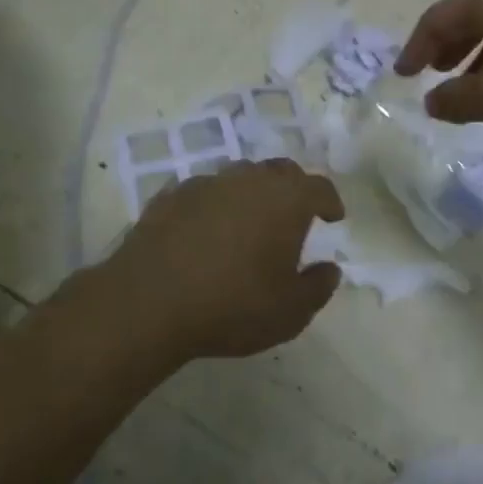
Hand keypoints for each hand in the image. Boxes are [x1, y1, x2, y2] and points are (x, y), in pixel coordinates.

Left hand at [103, 159, 344, 362]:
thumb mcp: (290, 311)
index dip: (330, 201)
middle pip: (280, 172)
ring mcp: (206, 184)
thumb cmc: (233, 306)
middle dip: (293, 189)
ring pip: (240, 177)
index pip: (319, 188)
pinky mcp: (170, 196)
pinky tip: (208, 231)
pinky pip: (204, 193)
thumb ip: (318, 287)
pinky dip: (215, 205)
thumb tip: (330, 269)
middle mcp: (248, 180)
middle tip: (295, 216)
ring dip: (253, 194)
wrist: (148, 302)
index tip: (333, 217)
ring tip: (250, 222)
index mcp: (286, 200)